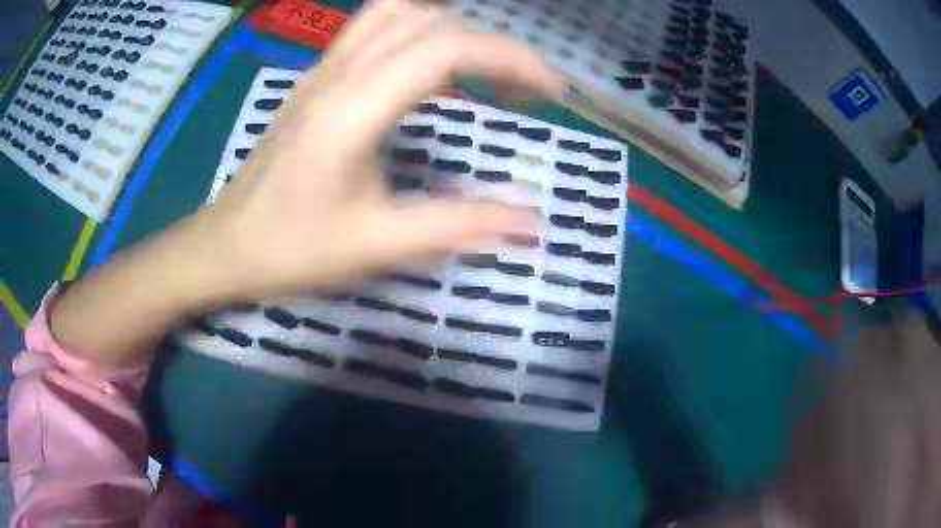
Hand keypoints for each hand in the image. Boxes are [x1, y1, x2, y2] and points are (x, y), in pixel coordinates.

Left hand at [199, 0, 563, 299]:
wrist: (225, 246)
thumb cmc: (291, 249)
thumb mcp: (376, 245)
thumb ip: (457, 226)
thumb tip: (531, 222)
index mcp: (353, 108)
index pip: (447, 48)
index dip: (511, 58)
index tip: (551, 92)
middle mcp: (338, 73)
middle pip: (429, 20)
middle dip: (490, 47)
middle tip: (519, 94)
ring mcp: (322, 70)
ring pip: (397, 13)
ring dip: (450, 32)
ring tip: (479, 75)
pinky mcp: (315, 79)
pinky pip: (372, 30)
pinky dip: (416, 36)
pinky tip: (427, 72)